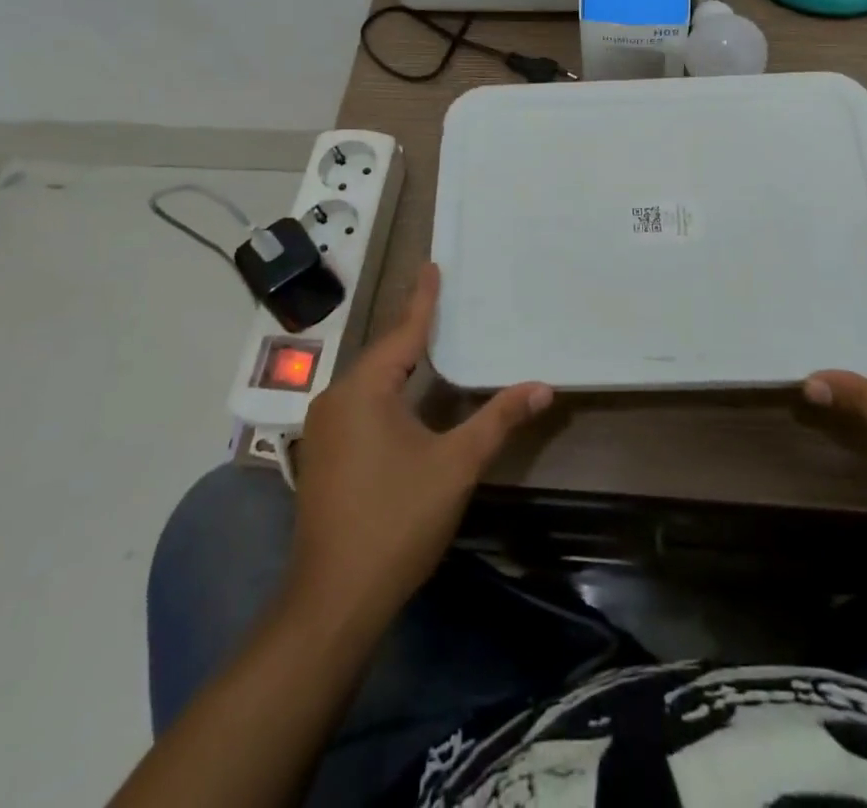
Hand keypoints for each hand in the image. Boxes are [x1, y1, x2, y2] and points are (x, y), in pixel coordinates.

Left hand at [285, 263, 551, 625]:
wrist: (334, 601)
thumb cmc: (396, 521)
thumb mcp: (455, 465)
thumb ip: (497, 420)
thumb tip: (543, 386)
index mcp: (364, 390)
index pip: (403, 332)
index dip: (423, 300)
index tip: (432, 266)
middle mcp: (336, 399)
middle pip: (383, 354)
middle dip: (414, 329)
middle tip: (442, 301)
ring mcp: (324, 430)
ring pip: (370, 381)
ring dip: (400, 362)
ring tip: (430, 341)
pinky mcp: (323, 455)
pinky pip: (360, 404)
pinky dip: (387, 390)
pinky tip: (406, 397)